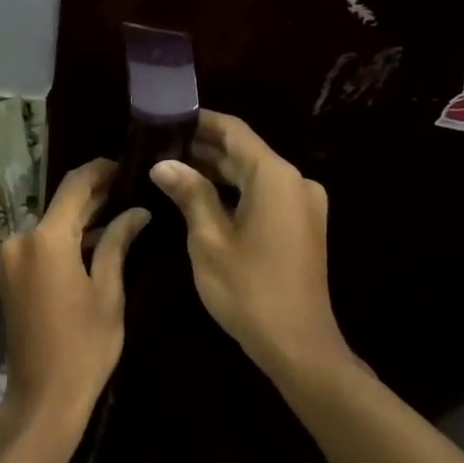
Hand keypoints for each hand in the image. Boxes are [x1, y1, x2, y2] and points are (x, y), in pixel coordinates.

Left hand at [0, 159, 149, 430]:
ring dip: (79, 219)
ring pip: (50, 225)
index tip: (126, 165)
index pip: (75, 186)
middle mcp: (20, 239)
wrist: (42, 397)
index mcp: (45, 239)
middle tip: (130, 190)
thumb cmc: (84, 346)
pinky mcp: (8, 275)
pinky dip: (64, 239)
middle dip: (94, 196)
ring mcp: (9, 258)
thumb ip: (117, 243)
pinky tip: (93, 242)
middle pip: (60, 205)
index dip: (100, 171)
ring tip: (119, 214)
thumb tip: (137, 212)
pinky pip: (39, 245)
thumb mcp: (108, 292)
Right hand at [149, 111, 346, 375]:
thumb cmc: (249, 290)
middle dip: (204, 148)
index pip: (234, 131)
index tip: (167, 116)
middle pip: (245, 151)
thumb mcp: (209, 239)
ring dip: (217, 171)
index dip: (201, 121)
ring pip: (254, 174)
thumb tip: (163, 164)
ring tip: (172, 168)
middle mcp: (295, 181)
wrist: (298, 345)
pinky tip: (202, 196)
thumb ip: (189, 193)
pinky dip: (235, 191)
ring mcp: (303, 204)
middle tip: (160, 146)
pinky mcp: (302, 225)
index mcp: (275, 177)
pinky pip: (264, 195)